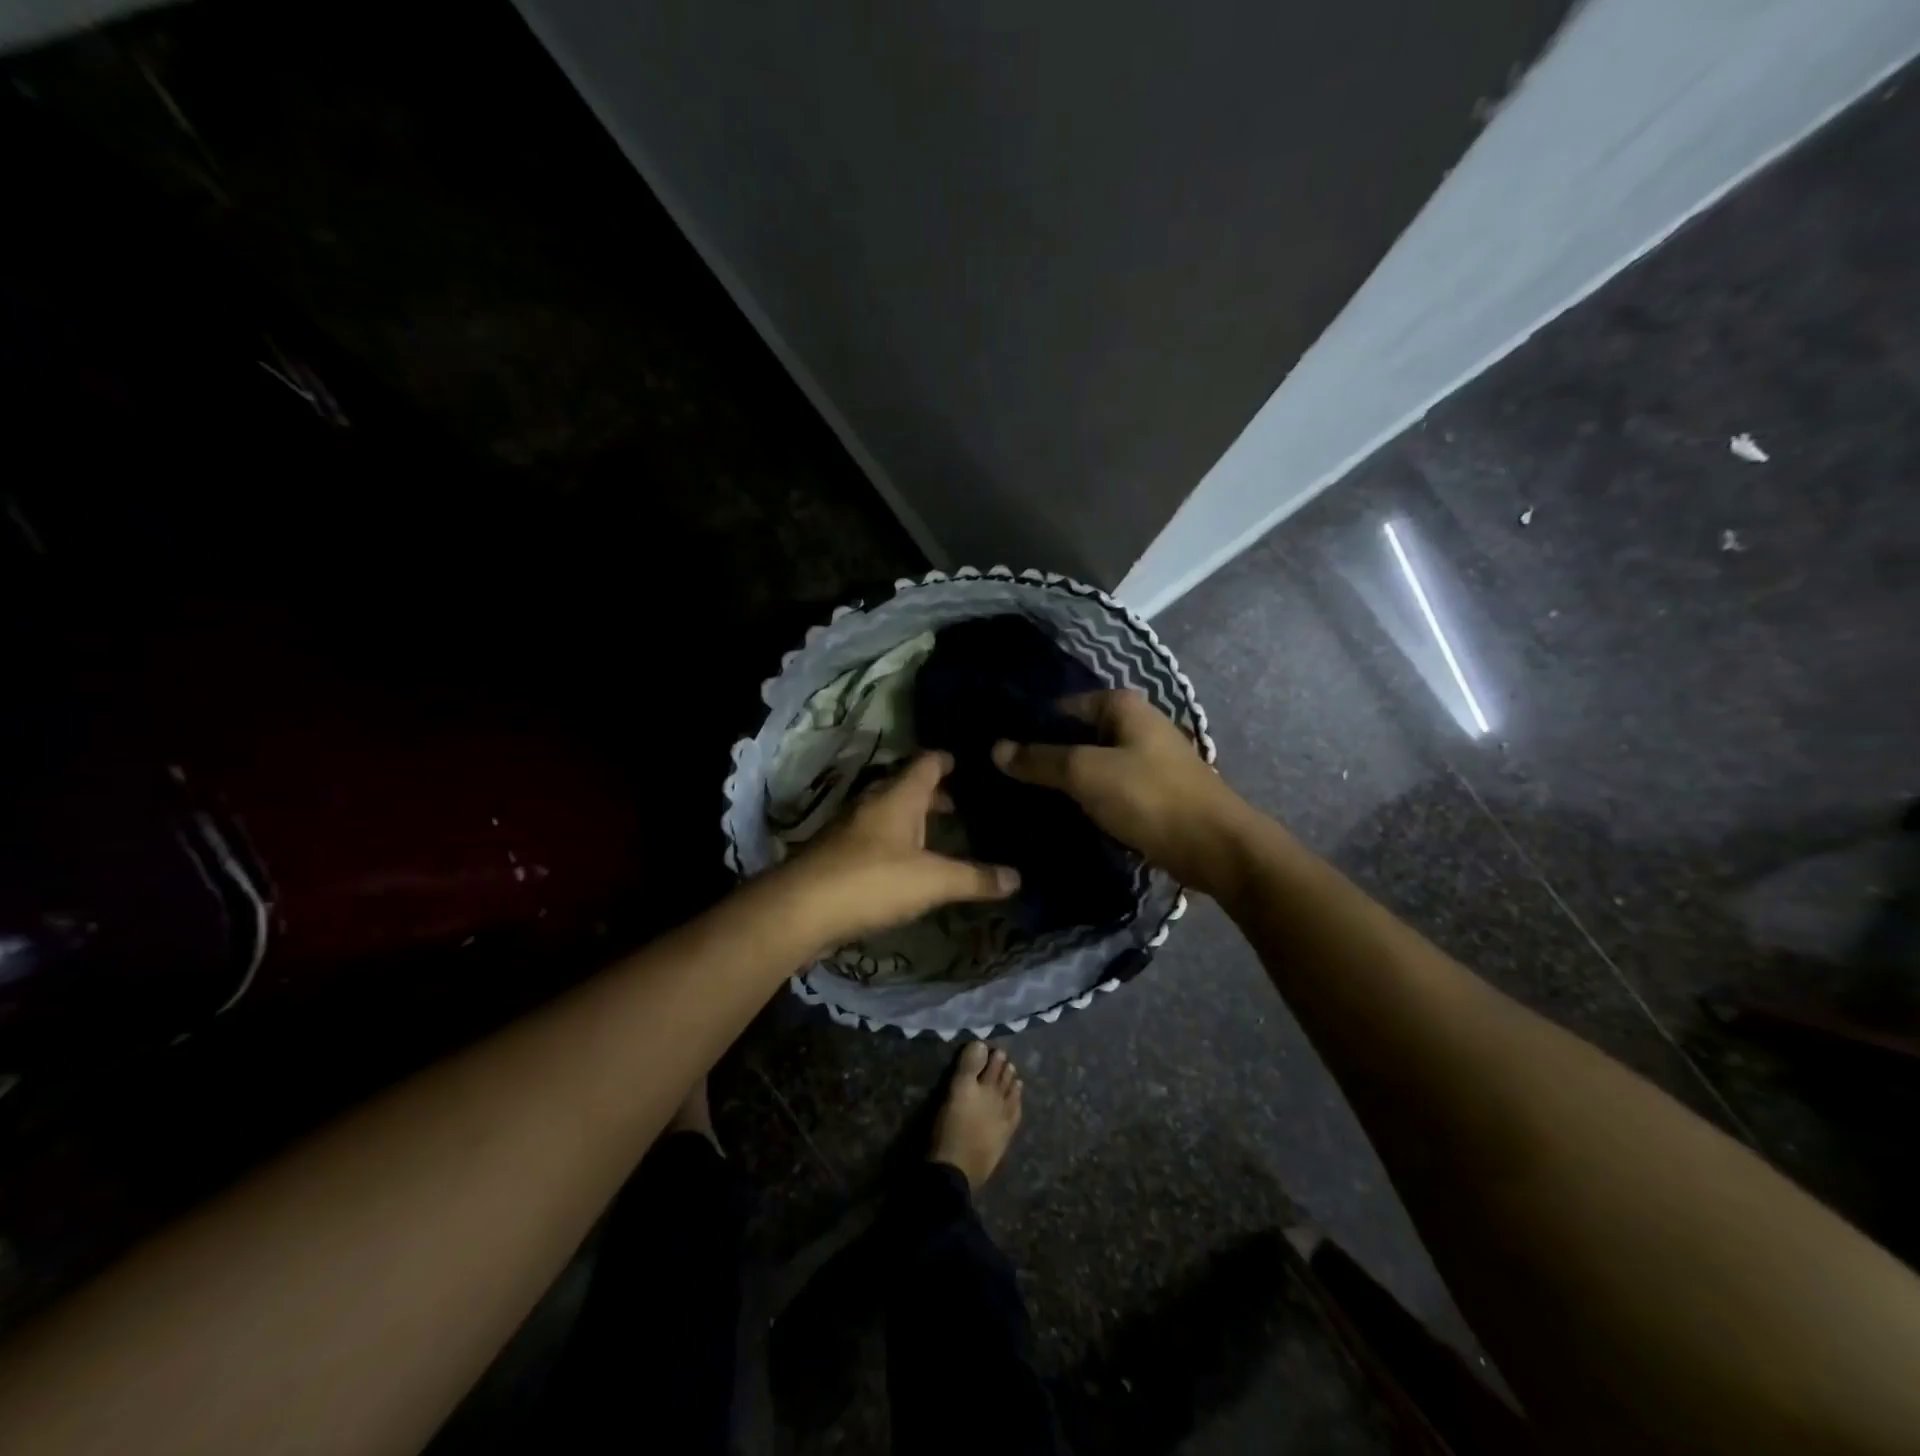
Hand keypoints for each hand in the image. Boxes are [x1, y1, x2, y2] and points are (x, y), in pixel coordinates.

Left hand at [780, 751, 1019, 947]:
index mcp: (898, 797)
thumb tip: (1017, 879)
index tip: (965, 761)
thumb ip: (975, 878)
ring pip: (888, 814)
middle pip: (906, 788)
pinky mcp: (837, 856)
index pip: (926, 763)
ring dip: (913, 820)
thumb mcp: (933, 881)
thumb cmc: (872, 881)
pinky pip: (874, 839)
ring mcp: (850, 830)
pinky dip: (895, 844)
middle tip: (963, 805)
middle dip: (934, 795)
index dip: (946, 760)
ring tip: (940, 835)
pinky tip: (907, 866)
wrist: (800, 910)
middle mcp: (873, 804)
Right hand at [991, 690, 1251, 895]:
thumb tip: (996, 749)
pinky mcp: (1152, 792)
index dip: (1031, 726)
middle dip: (1045, 754)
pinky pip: (1108, 788)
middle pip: (1077, 735)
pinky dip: (1086, 798)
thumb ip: (1041, 759)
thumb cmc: (1150, 797)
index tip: (998, 749)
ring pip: (1092, 763)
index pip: (1063, 706)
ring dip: (1064, 780)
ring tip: (1023, 796)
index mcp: (1124, 706)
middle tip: (1003, 776)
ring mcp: (1147, 759)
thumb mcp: (1087, 773)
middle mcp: (1137, 724)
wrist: (1215, 847)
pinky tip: (1059, 813)